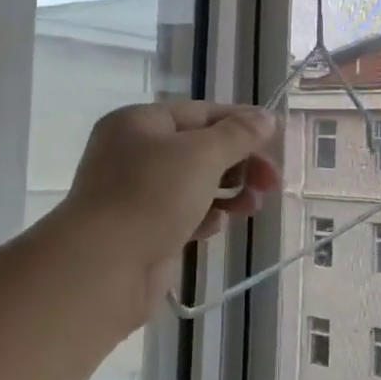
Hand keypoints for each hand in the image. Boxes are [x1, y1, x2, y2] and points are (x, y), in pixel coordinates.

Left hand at [63, 101, 280, 290]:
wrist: (104, 266)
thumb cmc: (152, 196)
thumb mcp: (202, 154)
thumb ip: (238, 134)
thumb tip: (266, 117)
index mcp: (140, 123)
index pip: (202, 112)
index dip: (241, 123)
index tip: (276, 139)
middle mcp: (134, 152)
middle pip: (201, 149)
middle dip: (240, 163)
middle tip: (271, 182)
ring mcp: (137, 193)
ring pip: (195, 184)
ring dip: (230, 192)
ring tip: (252, 207)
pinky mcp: (144, 229)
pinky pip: (184, 214)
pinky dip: (206, 216)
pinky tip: (217, 226)